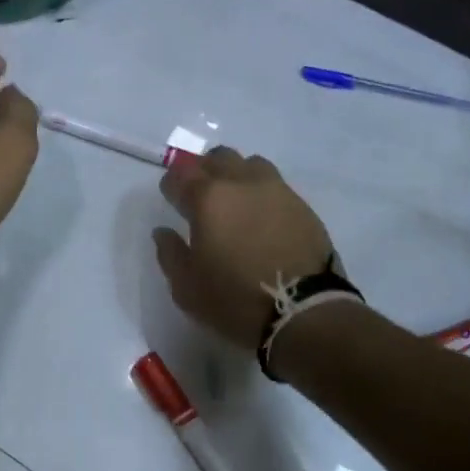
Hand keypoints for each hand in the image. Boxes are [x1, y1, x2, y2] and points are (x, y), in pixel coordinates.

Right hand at [153, 147, 333, 350]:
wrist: (305, 312)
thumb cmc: (235, 299)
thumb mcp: (187, 287)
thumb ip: (169, 253)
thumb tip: (163, 232)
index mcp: (208, 198)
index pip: (181, 172)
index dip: (172, 184)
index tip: (171, 199)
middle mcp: (241, 183)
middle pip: (217, 158)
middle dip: (203, 171)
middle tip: (199, 196)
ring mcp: (276, 191)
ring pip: (250, 164)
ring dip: (236, 175)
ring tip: (234, 201)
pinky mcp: (302, 206)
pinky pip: (275, 185)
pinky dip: (261, 193)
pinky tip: (260, 217)